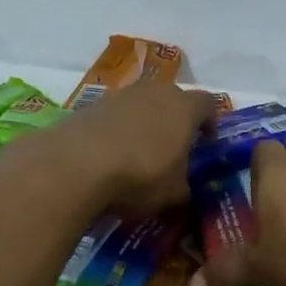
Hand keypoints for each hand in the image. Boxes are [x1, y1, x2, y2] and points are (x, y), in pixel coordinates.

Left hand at [43, 81, 218, 214]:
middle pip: (174, 99)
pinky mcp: (90, 105)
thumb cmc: (140, 176)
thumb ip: (187, 189)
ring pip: (142, 104)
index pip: (209, 104)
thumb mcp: (174, 194)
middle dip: (176, 120)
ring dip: (145, 123)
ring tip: (139, 153)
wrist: (74, 165)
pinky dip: (117, 130)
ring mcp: (121, 94)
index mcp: (185, 107)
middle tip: (174, 149)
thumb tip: (187, 192)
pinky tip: (110, 156)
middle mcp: (156, 91)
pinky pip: (114, 115)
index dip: (211, 124)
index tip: (206, 144)